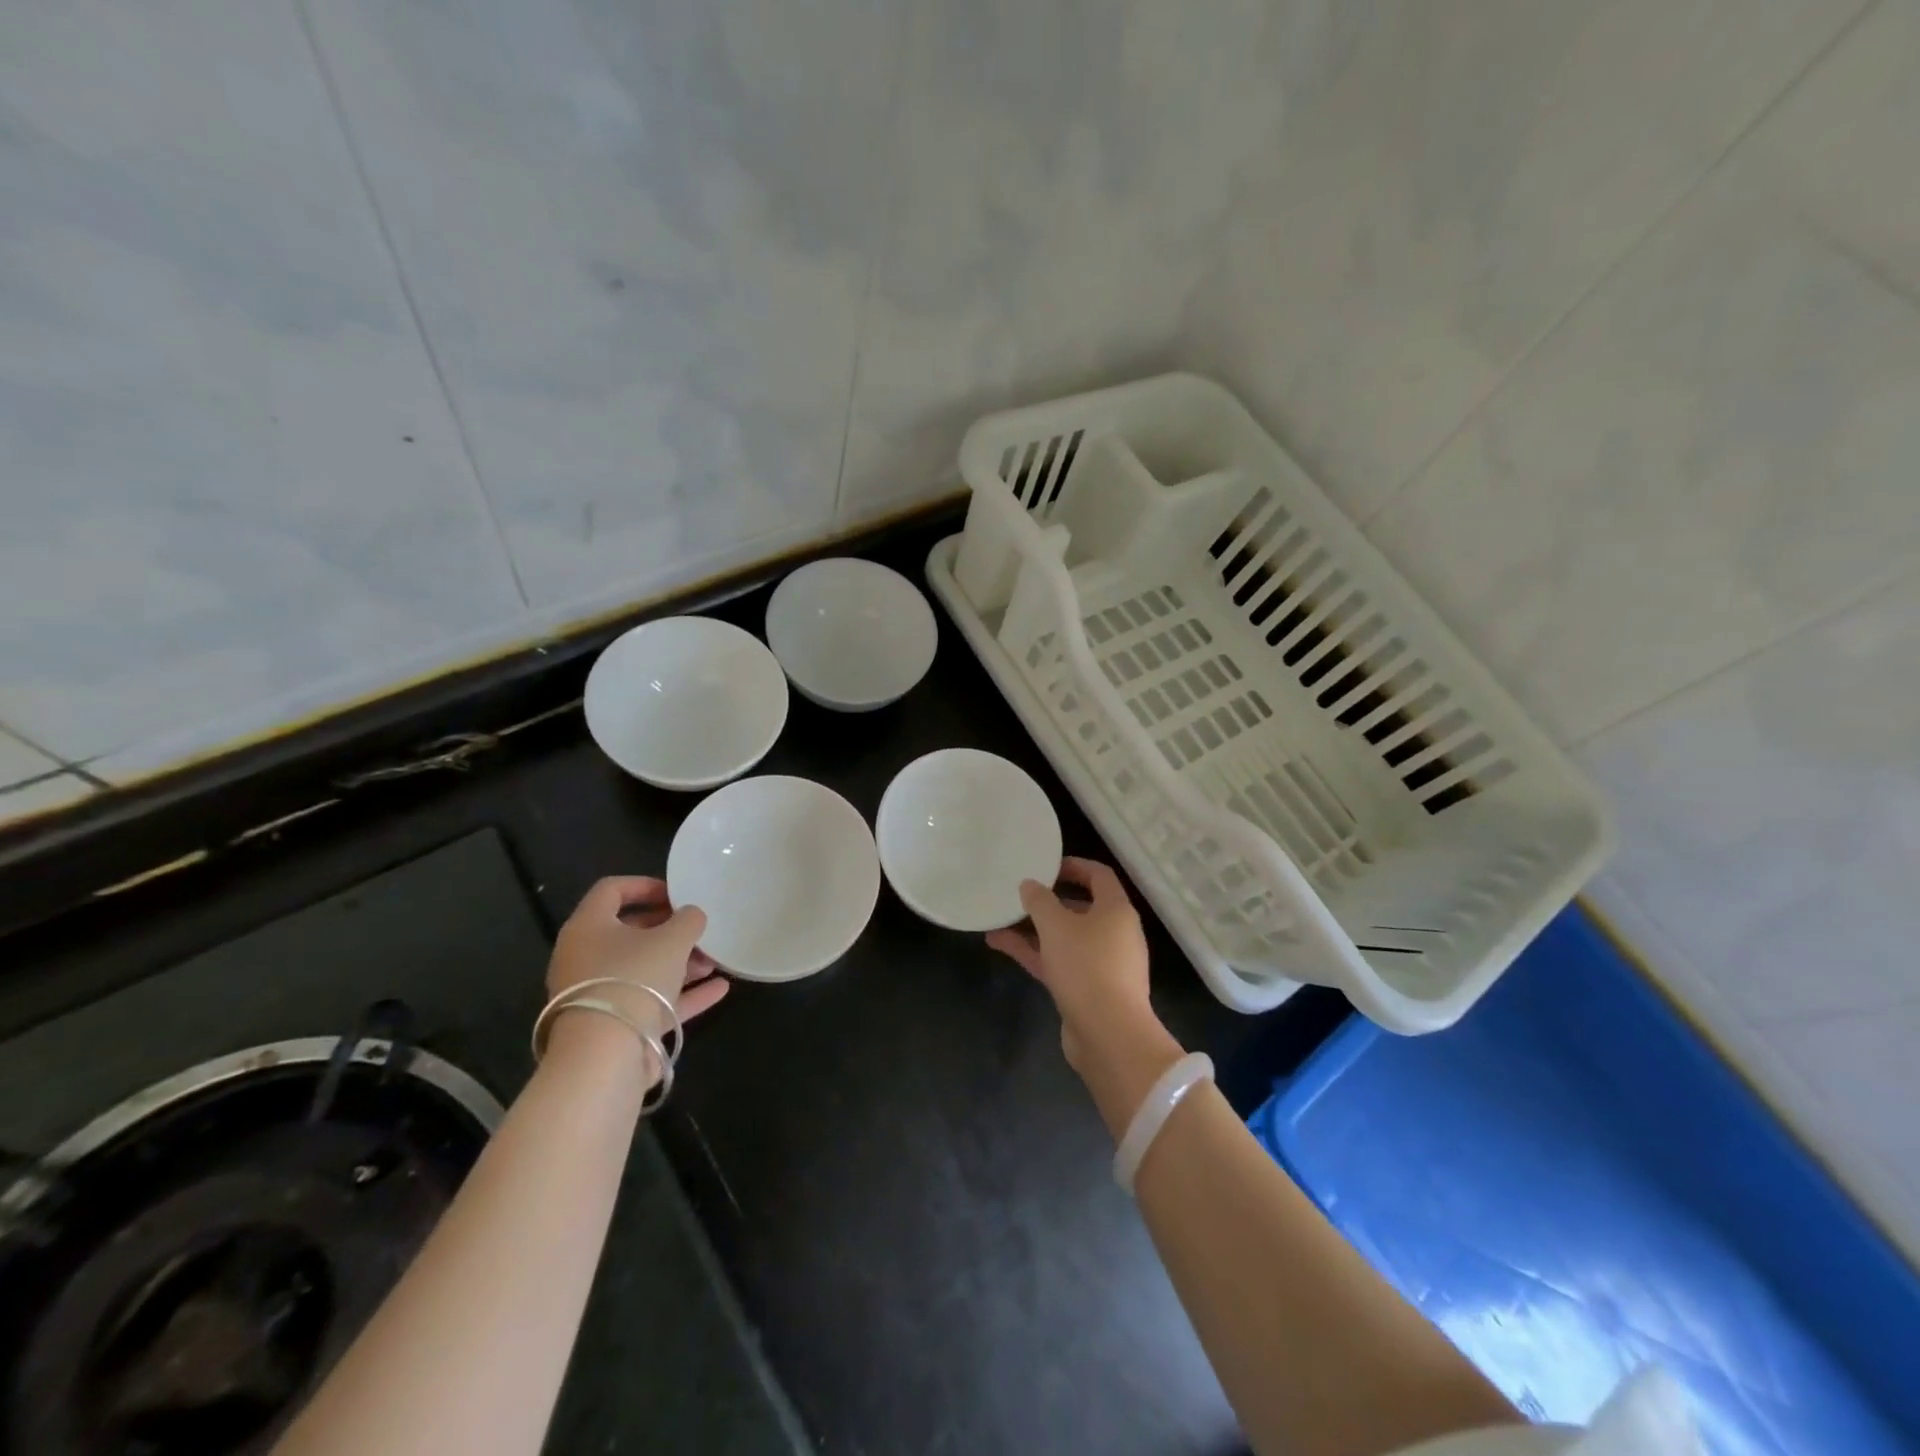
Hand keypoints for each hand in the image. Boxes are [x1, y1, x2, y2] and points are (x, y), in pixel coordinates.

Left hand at [547, 876, 729, 1035]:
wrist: (605, 1056)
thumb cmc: (634, 978)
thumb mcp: (672, 939)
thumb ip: (688, 919)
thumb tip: (691, 916)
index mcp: (588, 927)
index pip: (611, 890)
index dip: (646, 885)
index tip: (678, 894)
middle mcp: (585, 958)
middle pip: (630, 932)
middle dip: (671, 930)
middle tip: (699, 929)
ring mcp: (599, 994)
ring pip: (643, 969)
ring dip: (680, 963)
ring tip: (714, 961)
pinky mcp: (614, 1025)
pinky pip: (652, 1001)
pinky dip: (683, 994)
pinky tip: (719, 989)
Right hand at [986, 858, 1153, 1069]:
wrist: (1109, 1035)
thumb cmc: (1086, 967)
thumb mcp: (1056, 925)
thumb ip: (1040, 901)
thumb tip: (1030, 885)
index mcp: (1116, 910)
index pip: (1098, 875)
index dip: (1073, 866)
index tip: (1043, 866)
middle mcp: (1114, 933)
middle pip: (1080, 907)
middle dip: (1047, 901)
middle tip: (1018, 895)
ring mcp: (1102, 964)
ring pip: (1065, 937)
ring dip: (1033, 929)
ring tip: (999, 919)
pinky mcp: (1088, 989)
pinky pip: (1058, 961)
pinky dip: (1033, 952)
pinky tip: (999, 944)